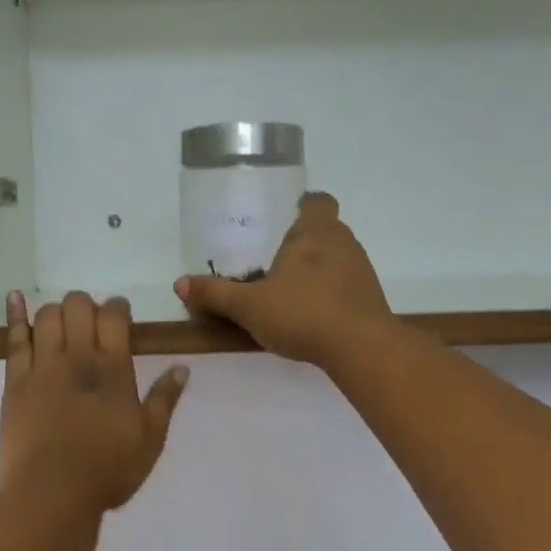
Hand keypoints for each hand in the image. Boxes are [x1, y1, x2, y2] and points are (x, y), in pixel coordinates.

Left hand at [0, 290, 188, 516]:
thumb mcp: (150, 439)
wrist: (51, 493)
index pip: (114, 316)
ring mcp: (43, 366)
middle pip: (78, 306)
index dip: (118, 307)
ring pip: (48, 316)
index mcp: (113, 368)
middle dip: (87, 305)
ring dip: (57, 311)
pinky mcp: (16, 381)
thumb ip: (165, 399)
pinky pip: (15, 339)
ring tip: (62, 325)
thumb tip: (182, 367)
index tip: (120, 314)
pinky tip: (15, 297)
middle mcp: (77, 357)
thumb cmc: (107, 470)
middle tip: (91, 324)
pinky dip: (15, 314)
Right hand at [173, 192, 392, 369]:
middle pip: (324, 229)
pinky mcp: (370, 298)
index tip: (284, 217)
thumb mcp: (249, 306)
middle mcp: (343, 242)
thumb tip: (179, 284)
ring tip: (288, 289)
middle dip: (302, 241)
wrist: (362, 349)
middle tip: (273, 258)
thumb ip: (215, 294)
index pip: (317, 201)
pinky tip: (310, 313)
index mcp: (315, 231)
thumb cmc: (303, 313)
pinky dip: (329, 292)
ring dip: (316, 268)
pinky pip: (345, 284)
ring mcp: (361, 270)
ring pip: (336, 257)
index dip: (303, 204)